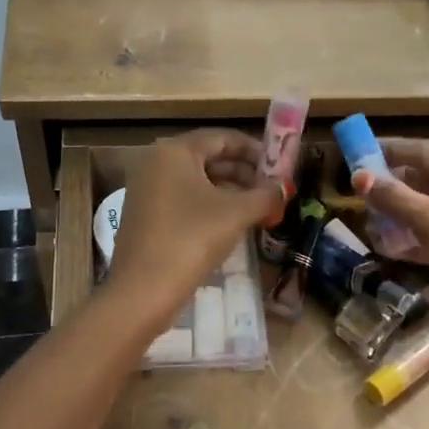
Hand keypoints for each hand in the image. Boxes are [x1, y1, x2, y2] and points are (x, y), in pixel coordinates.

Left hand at [105, 130, 282, 327]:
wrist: (143, 290)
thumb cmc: (191, 239)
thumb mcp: (236, 214)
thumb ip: (265, 195)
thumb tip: (284, 187)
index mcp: (174, 151)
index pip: (222, 138)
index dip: (254, 150)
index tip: (279, 166)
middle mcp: (155, 162)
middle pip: (208, 157)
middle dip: (243, 172)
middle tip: (271, 189)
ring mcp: (146, 189)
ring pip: (196, 181)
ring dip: (229, 190)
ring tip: (257, 207)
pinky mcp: (144, 215)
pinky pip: (183, 199)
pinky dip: (208, 205)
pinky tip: (230, 223)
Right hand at [353, 138, 428, 315]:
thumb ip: (393, 197)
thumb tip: (357, 177)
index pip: (424, 150)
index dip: (388, 152)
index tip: (356, 155)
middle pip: (427, 178)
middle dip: (392, 187)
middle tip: (358, 194)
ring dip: (400, 215)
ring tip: (368, 222)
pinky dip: (415, 238)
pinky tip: (388, 248)